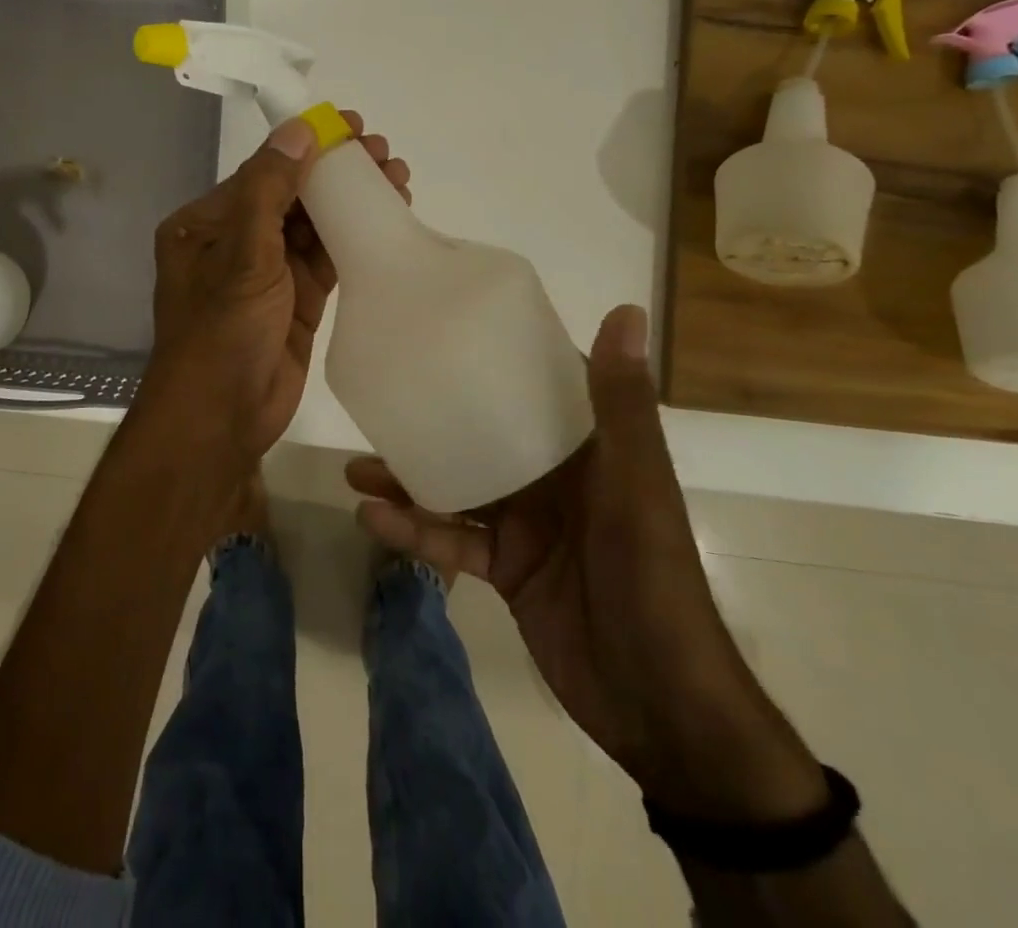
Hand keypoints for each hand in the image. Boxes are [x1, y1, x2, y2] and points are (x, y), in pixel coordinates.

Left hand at [140, 111, 410, 465]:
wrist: (223, 418)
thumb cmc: (222, 331)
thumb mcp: (243, 254)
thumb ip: (269, 189)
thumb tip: (299, 130)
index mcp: (205, 224)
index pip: (263, 173)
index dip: (307, 148)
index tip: (352, 127)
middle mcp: (233, 243)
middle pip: (292, 196)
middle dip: (336, 173)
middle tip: (384, 153)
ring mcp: (266, 274)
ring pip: (313, 227)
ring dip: (350, 203)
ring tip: (397, 178)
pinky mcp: (295, 302)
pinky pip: (325, 260)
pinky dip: (353, 239)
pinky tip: (386, 219)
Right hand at [347, 304, 827, 822]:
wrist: (661, 706)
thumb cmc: (652, 579)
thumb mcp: (635, 485)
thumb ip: (621, 404)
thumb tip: (626, 310)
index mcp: (588, 448)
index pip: (541, 385)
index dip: (500, 355)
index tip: (447, 328)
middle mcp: (554, 478)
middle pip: (483, 436)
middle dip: (434, 420)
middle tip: (381, 402)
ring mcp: (527, 525)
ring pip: (458, 487)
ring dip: (410, 478)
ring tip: (356, 467)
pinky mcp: (507, 569)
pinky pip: (453, 542)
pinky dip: (415, 532)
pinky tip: (373, 519)